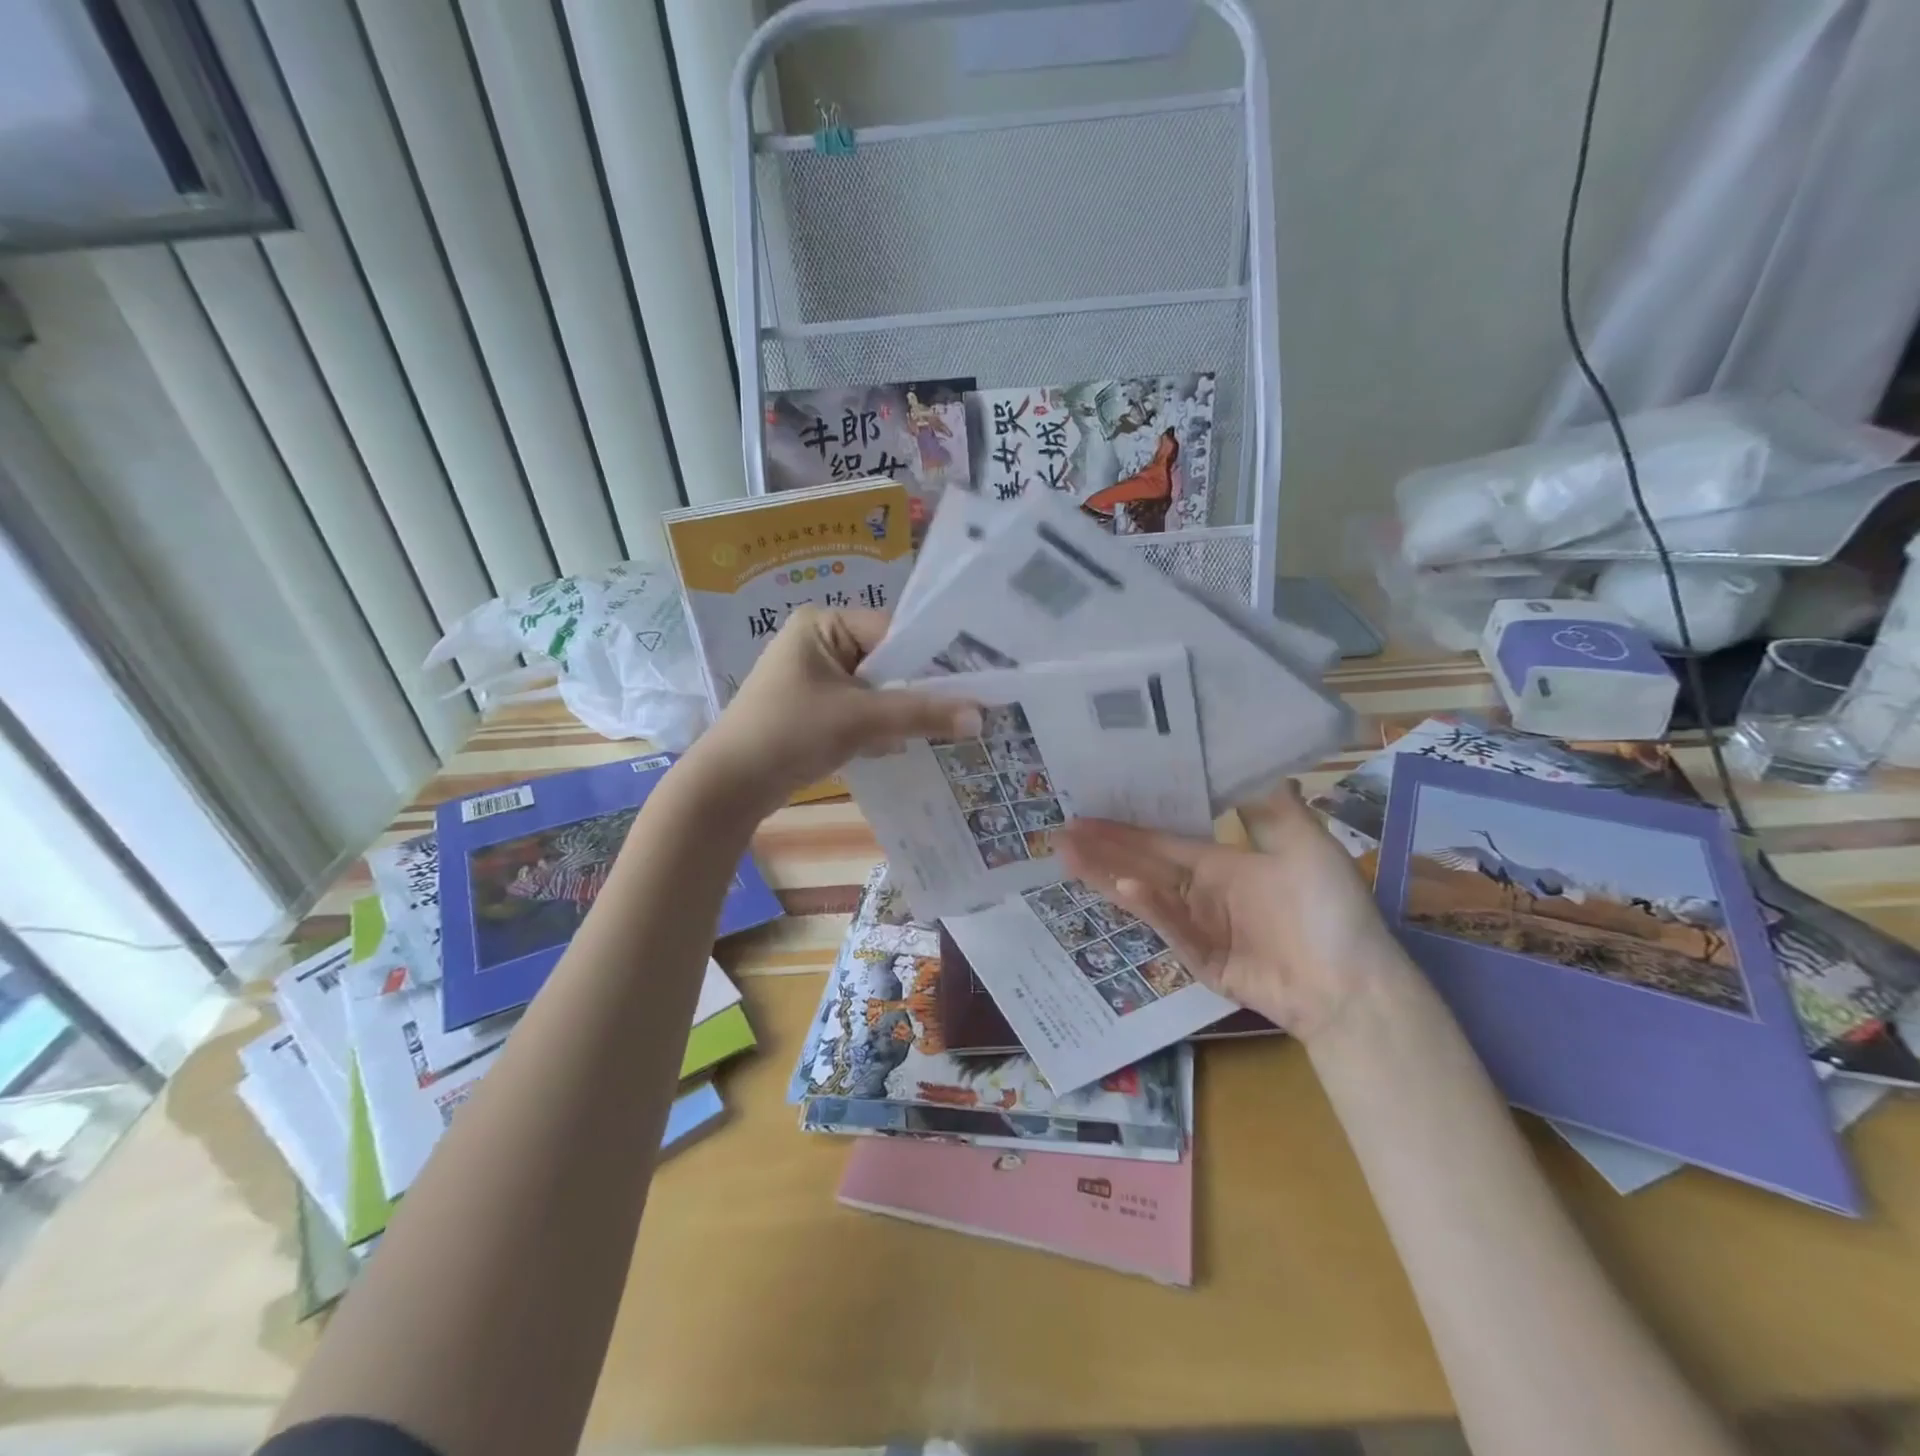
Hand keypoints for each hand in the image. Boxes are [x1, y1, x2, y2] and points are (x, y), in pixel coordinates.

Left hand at [692, 606, 979, 817]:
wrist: (729, 786)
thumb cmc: (789, 733)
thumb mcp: (859, 719)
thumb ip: (920, 714)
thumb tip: (981, 716)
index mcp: (822, 624)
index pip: (892, 632)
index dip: (931, 658)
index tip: (972, 682)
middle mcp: (820, 643)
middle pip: (887, 662)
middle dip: (918, 690)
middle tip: (966, 709)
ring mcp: (817, 679)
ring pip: (878, 690)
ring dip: (902, 712)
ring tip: (946, 729)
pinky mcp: (817, 711)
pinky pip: (862, 711)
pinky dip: (882, 728)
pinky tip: (907, 745)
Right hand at [1057, 784, 1403, 1042]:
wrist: (1356, 985)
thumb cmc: (1332, 910)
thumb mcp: (1305, 844)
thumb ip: (1269, 804)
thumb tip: (1246, 755)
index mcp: (1220, 863)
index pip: (1161, 840)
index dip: (1124, 826)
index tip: (1086, 810)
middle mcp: (1201, 891)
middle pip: (1142, 864)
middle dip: (1101, 849)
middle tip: (1058, 833)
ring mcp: (1198, 927)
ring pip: (1144, 895)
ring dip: (1106, 876)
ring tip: (1066, 857)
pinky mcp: (1201, 960)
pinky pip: (1173, 927)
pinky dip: (1151, 908)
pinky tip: (1126, 886)